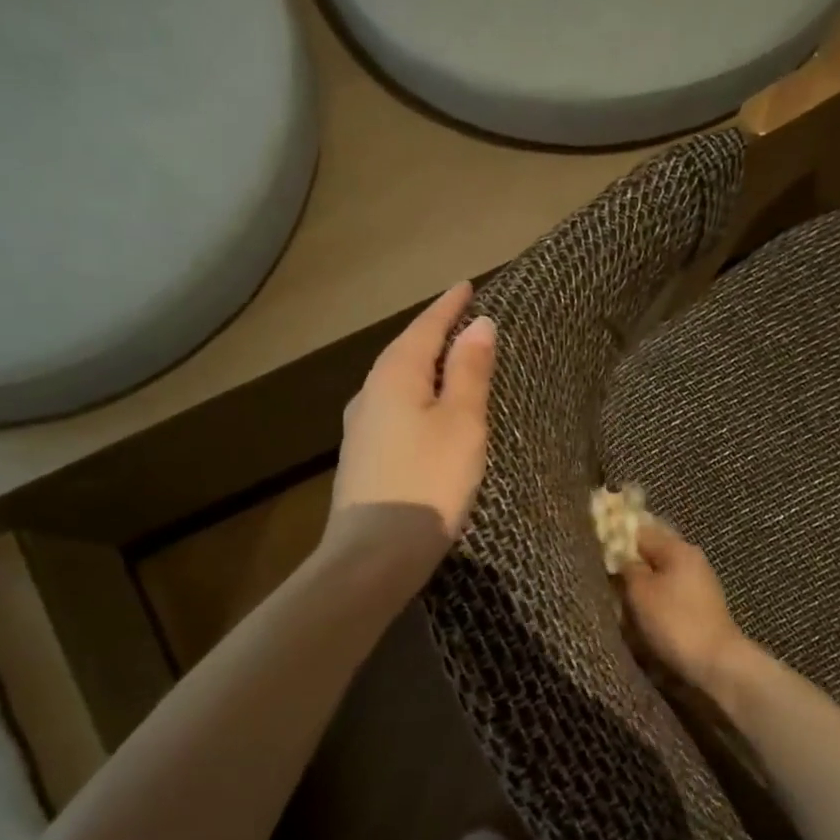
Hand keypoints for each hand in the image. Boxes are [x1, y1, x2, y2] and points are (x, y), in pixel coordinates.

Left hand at [327, 282, 495, 569]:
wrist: (374, 554)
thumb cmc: (428, 482)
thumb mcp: (462, 423)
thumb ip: (469, 372)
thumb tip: (478, 324)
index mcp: (395, 376)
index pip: (425, 328)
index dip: (448, 306)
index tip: (467, 285)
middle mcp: (370, 394)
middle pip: (406, 352)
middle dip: (434, 334)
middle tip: (462, 320)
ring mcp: (361, 429)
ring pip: (397, 384)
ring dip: (424, 368)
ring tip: (449, 363)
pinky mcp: (363, 459)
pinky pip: (394, 411)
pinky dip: (416, 399)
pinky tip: (426, 414)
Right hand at [620, 519, 749, 691]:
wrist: (715, 663)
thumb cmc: (674, 621)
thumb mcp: (640, 591)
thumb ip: (627, 568)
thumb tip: (621, 558)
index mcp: (678, 548)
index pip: (641, 531)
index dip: (617, 539)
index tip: (596, 552)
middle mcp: (692, 560)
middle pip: (652, 554)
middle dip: (629, 565)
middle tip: (606, 579)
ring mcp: (699, 584)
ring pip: (660, 576)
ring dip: (641, 586)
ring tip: (619, 600)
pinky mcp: (700, 607)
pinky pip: (669, 595)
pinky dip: (654, 601)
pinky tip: (641, 615)